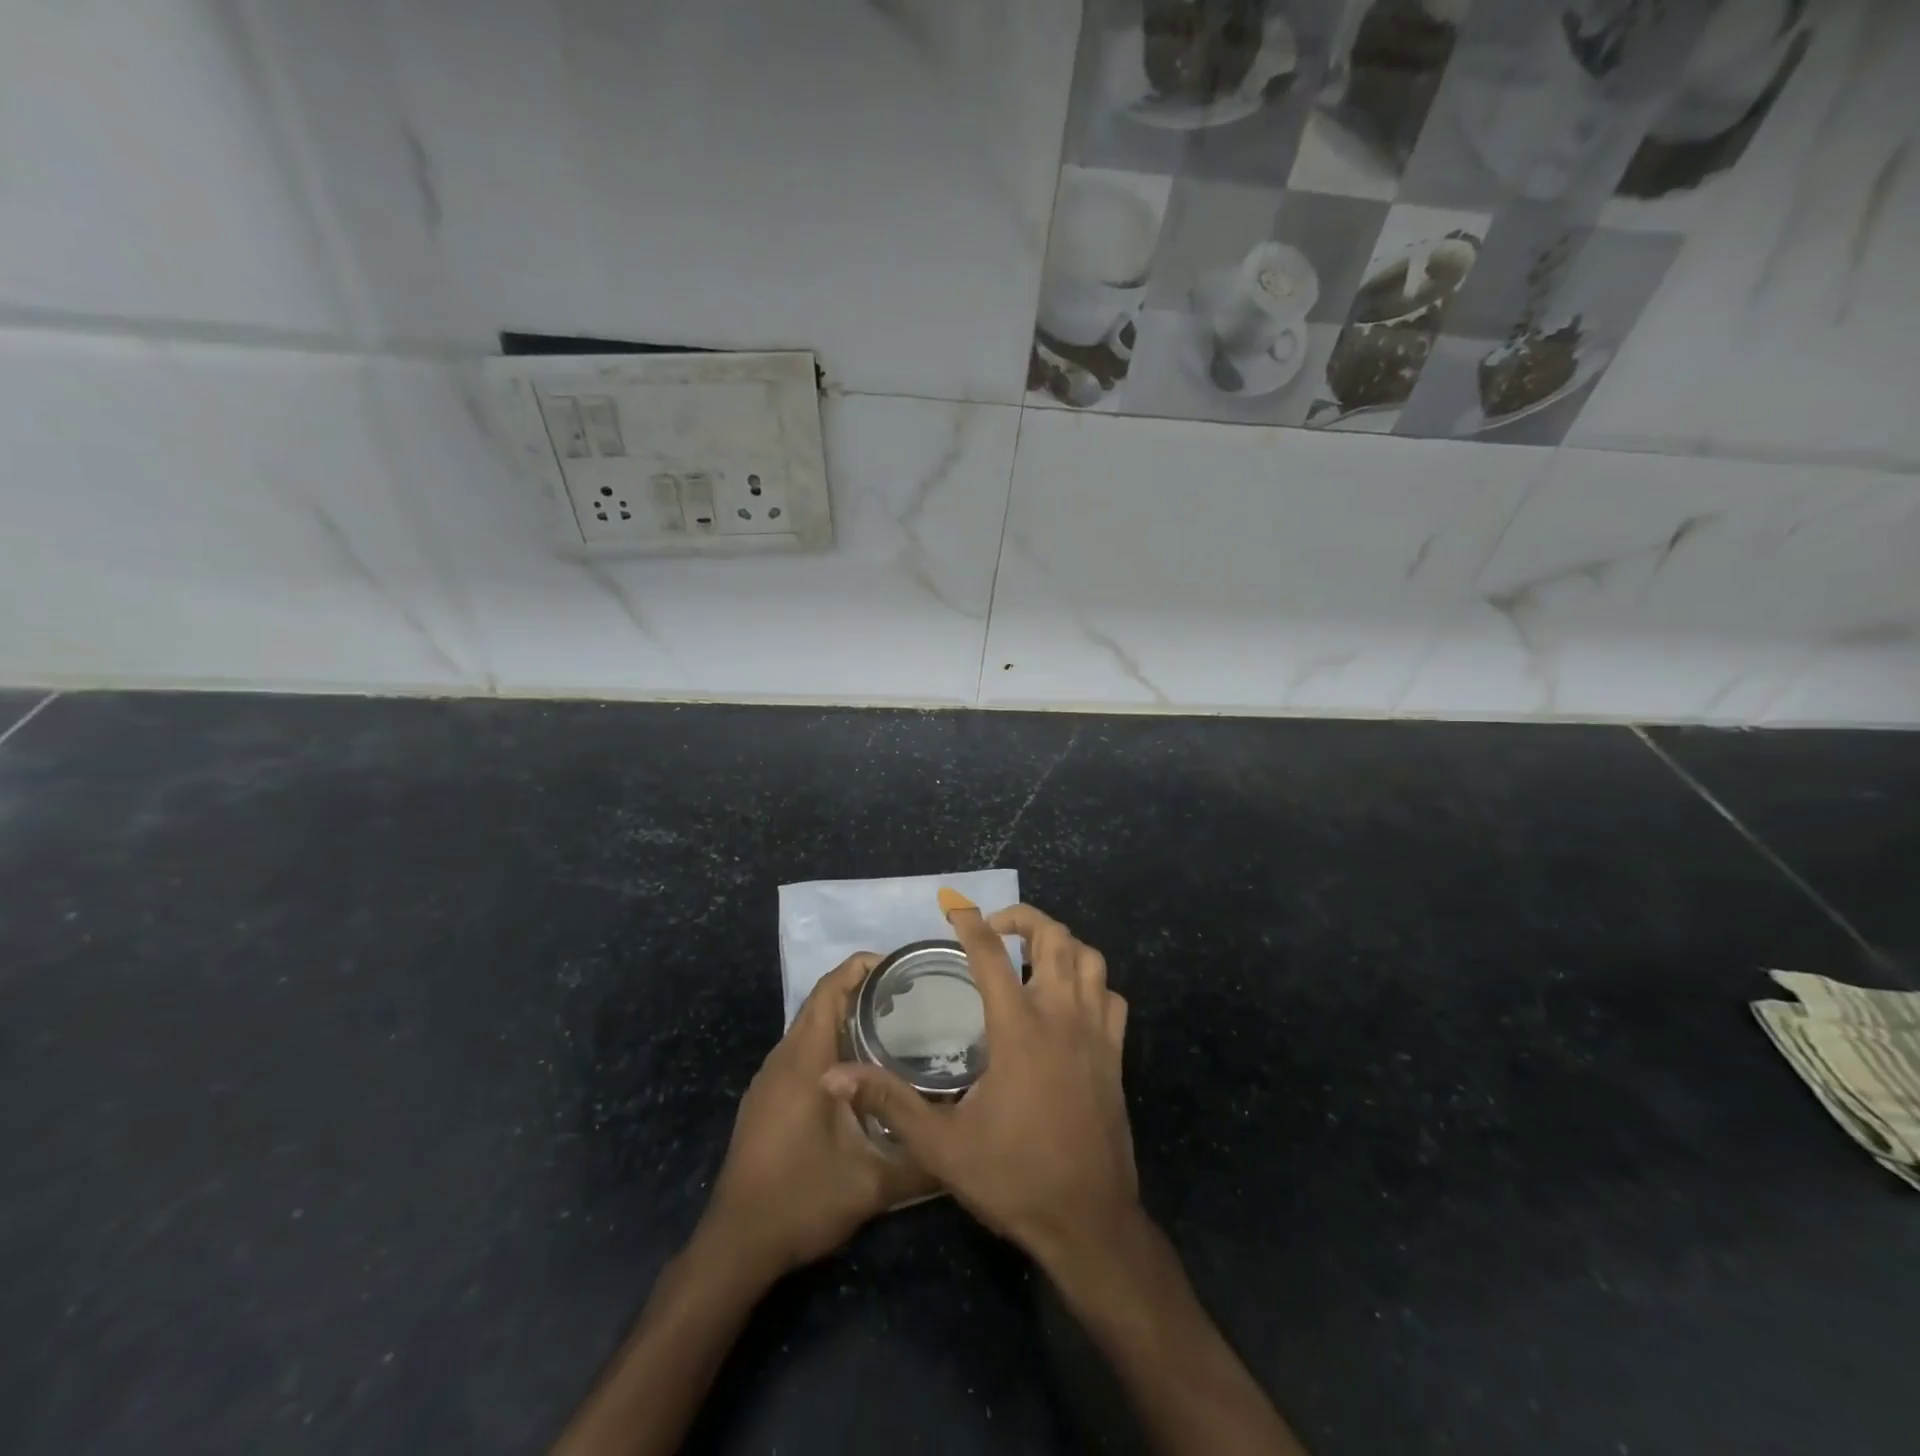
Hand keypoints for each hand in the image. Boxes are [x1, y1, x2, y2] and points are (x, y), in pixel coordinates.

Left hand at [698, 953, 937, 1279]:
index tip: (901, 966)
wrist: (736, 1245)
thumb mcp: (871, 1184)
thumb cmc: (801, 1200)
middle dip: (861, 989)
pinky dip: (830, 1041)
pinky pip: (801, 1051)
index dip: (861, 968)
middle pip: (820, 1003)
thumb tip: (963, 1143)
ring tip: (892, 1024)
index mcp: (806, 1061)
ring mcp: (770, 1080)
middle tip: (909, 995)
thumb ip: (920, 1161)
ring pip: (809, 1027)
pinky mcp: (766, 1099)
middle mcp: (784, 1059)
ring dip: (845, 1016)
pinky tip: (859, 1070)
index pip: (829, 990)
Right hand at [822, 903, 1135, 1273]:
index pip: (991, 954)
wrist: (1090, 1223)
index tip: (953, 907)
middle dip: (1024, 919)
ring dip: (1062, 944)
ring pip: (1090, 960)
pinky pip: (1111, 998)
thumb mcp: (941, 1147)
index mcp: (1019, 1029)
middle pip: (1055, 938)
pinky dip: (1092, 983)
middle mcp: (1062, 1017)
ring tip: (1033, 953)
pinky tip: (1070, 1000)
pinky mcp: (1115, 1055)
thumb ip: (889, 1103)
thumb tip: (833, 1077)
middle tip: (995, 927)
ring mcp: (1096, 1034)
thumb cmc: (1014, 1179)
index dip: (970, 923)